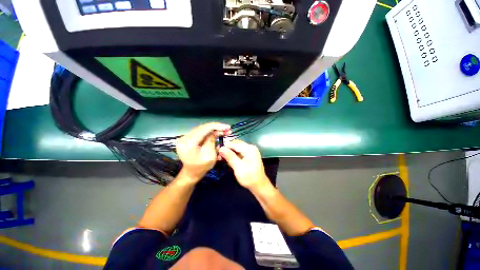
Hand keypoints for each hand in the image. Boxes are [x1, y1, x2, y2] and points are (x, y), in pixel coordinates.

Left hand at [176, 122, 230, 181]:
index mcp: (189, 143)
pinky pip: (201, 132)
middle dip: (217, 127)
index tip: (227, 127)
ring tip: (224, 131)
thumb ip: (211, 141)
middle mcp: (185, 137)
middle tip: (228, 129)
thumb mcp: (210, 155)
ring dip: (214, 129)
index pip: (204, 129)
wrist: (192, 173)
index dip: (217, 126)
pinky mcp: (189, 138)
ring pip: (203, 129)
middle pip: (203, 128)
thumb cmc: (201, 167)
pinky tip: (217, 133)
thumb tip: (215, 132)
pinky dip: (210, 132)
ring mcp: (186, 137)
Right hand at [219, 140, 270, 190]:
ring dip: (230, 152)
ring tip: (222, 158)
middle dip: (227, 149)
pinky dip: (234, 155)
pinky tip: (229, 160)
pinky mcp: (250, 155)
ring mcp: (251, 151)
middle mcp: (251, 147)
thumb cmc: (249, 177)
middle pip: (236, 144)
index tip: (217, 151)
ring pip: (237, 148)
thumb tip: (221, 148)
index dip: (225, 146)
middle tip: (219, 155)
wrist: (259, 185)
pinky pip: (240, 152)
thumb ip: (230, 156)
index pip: (234, 144)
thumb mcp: (238, 167)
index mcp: (249, 149)